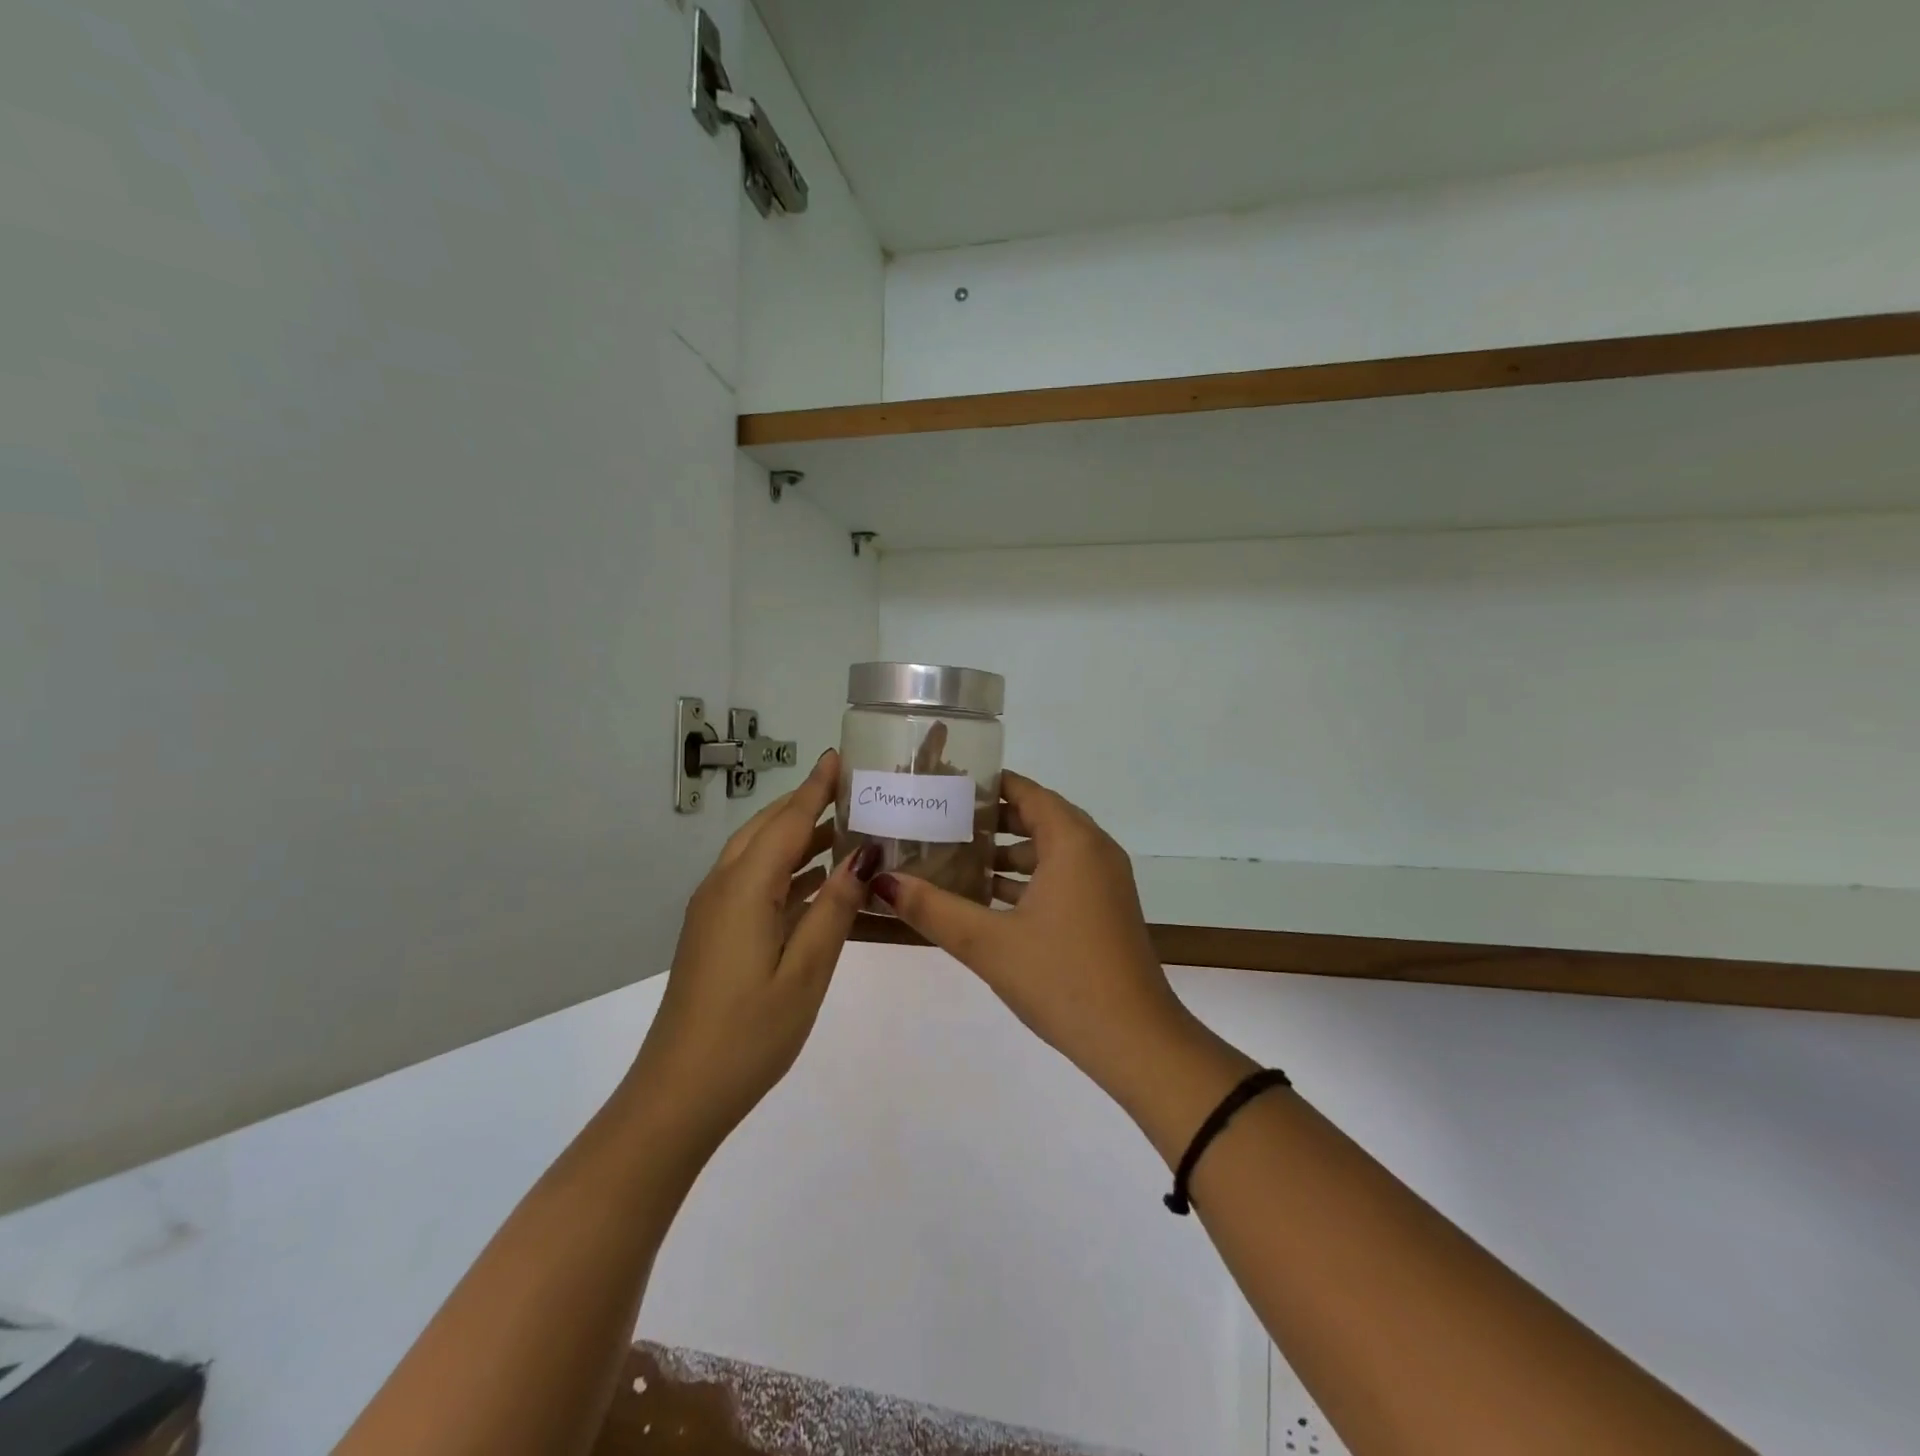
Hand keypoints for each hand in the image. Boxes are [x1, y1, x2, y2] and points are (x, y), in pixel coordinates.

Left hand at [629, 749, 881, 1151]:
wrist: (678, 1095)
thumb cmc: (749, 1034)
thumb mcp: (806, 971)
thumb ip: (835, 908)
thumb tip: (865, 854)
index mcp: (744, 889)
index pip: (788, 821)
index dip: (816, 787)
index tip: (840, 756)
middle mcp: (723, 888)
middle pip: (767, 829)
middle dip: (806, 803)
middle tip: (852, 788)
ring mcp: (714, 911)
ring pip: (758, 853)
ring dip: (797, 834)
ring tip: (845, 825)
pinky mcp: (714, 932)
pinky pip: (754, 880)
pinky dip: (787, 867)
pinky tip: (818, 879)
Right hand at [871, 771, 1202, 1099]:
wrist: (1135, 1041)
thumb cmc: (1062, 978)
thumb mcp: (988, 943)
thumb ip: (933, 909)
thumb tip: (882, 881)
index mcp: (1074, 842)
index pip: (1027, 792)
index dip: (988, 785)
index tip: (945, 786)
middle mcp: (1095, 851)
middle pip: (1039, 816)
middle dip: (992, 818)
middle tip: (942, 819)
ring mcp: (1105, 882)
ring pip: (1051, 850)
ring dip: (1009, 852)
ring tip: (956, 856)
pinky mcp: (1106, 909)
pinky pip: (1063, 876)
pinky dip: (1029, 878)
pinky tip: (989, 898)